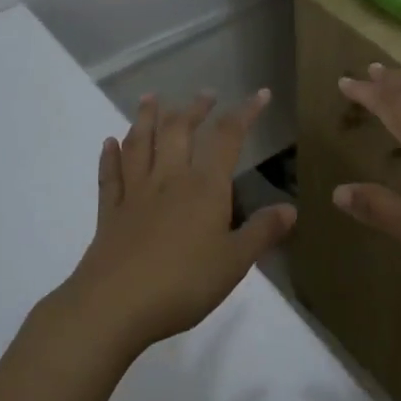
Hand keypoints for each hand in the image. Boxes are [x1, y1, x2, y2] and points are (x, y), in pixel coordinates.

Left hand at [65, 90, 294, 351]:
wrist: (114, 306)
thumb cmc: (183, 283)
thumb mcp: (235, 262)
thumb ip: (262, 232)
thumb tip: (291, 208)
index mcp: (204, 188)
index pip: (227, 139)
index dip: (244, 114)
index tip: (259, 94)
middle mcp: (168, 180)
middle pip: (179, 131)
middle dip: (194, 109)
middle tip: (206, 95)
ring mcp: (135, 194)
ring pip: (140, 144)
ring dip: (146, 118)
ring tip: (152, 98)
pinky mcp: (110, 214)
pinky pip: (111, 176)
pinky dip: (110, 156)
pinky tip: (109, 142)